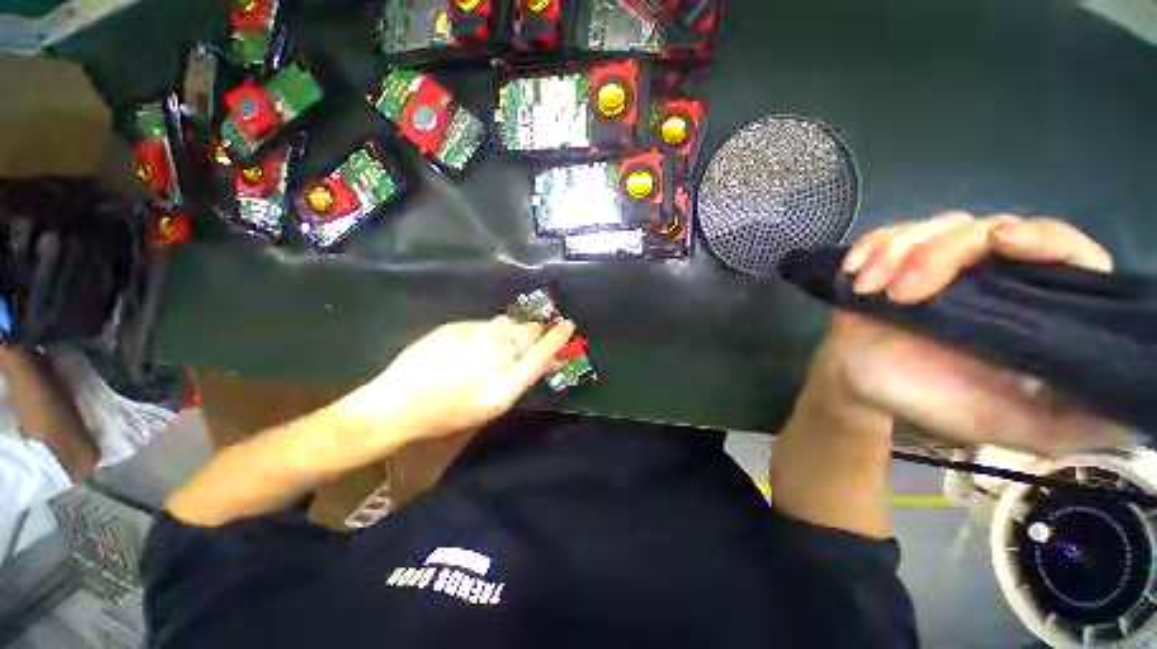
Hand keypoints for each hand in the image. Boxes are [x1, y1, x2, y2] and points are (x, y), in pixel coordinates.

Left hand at [343, 316, 575, 443]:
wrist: (398, 403)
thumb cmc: (449, 413)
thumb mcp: (492, 405)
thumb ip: (521, 378)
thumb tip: (544, 358)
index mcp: (504, 384)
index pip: (540, 354)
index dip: (557, 338)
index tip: (568, 325)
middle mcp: (492, 354)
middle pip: (527, 332)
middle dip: (535, 332)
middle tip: (533, 335)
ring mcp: (473, 336)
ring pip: (507, 324)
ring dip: (512, 330)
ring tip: (501, 342)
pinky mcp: (456, 326)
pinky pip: (485, 324)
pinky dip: (490, 331)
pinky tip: (475, 344)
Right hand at [805, 213, 1133, 456]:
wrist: (860, 382)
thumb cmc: (928, 400)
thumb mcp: (1004, 423)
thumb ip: (1067, 423)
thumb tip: (1134, 413)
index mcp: (1029, 306)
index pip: (1064, 250)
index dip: (1043, 237)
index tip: (1001, 245)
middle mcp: (993, 273)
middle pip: (987, 228)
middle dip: (937, 255)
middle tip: (902, 296)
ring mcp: (941, 262)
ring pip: (934, 226)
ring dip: (895, 255)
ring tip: (870, 290)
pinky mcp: (895, 258)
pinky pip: (888, 232)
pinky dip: (870, 247)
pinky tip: (856, 273)